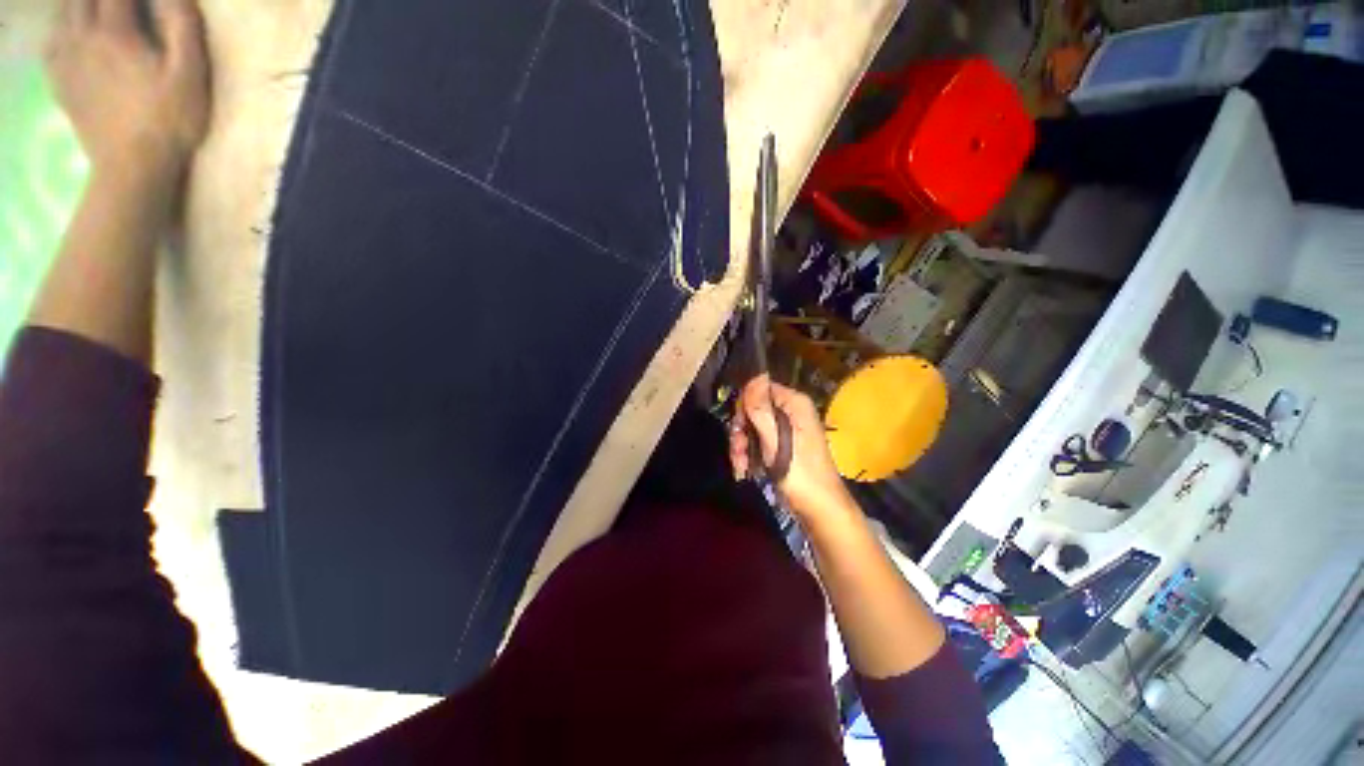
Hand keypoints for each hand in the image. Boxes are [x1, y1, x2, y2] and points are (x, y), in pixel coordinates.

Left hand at [46, 0, 210, 179]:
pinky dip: (60, 31)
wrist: (133, 169)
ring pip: (64, 14)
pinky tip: (70, 34)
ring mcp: (67, 62)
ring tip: (97, 11)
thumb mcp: (190, 74)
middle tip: (119, 4)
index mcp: (116, 31)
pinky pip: (50, 45)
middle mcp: (83, 38)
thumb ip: (182, 26)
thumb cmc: (169, 121)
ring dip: (79, 6)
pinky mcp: (62, 84)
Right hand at [729, 376, 853, 521]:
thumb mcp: (775, 440)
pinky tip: (744, 469)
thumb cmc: (799, 473)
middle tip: (738, 451)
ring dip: (741, 446)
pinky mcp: (781, 444)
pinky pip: (757, 440)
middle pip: (753, 409)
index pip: (760, 389)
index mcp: (795, 403)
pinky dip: (748, 454)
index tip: (739, 428)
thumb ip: (762, 409)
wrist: (819, 509)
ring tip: (741, 466)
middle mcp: (791, 411)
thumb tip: (755, 375)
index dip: (745, 406)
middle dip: (741, 431)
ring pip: (751, 426)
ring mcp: (786, 428)